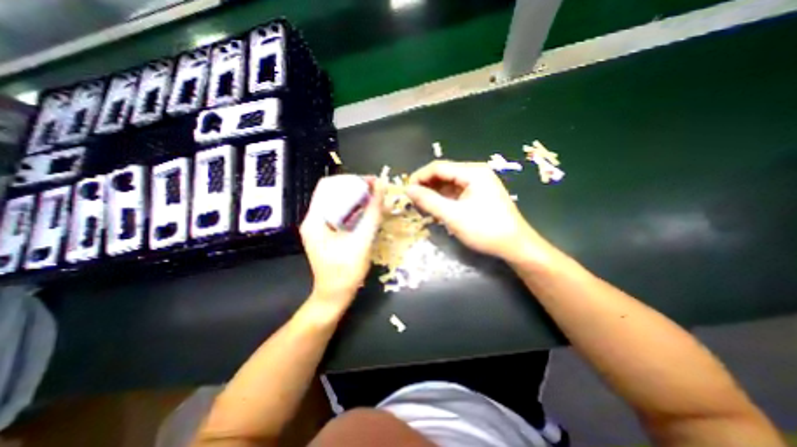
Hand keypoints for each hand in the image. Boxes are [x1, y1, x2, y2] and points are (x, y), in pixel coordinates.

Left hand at [299, 172, 386, 307]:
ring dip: (357, 199)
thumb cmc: (346, 272)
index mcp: (315, 219)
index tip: (371, 182)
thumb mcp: (362, 241)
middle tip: (377, 191)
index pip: (327, 186)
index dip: (350, 180)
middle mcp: (314, 219)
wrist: (334, 296)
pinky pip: (341, 214)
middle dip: (356, 188)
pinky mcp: (327, 233)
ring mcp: (320, 226)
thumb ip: (372, 214)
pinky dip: (356, 210)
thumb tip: (381, 188)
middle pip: (333, 192)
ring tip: (376, 200)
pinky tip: (369, 213)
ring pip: (338, 202)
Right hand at [407, 161, 544, 261]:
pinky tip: (437, 210)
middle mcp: (476, 173)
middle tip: (413, 201)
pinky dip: (444, 200)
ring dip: (434, 194)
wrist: (515, 245)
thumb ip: (429, 201)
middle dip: (427, 186)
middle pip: (444, 174)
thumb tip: (408, 190)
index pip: (439, 167)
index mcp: (472, 172)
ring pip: (449, 184)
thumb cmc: (485, 229)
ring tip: (422, 206)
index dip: (420, 177)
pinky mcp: (479, 195)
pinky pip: (456, 193)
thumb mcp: (453, 215)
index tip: (406, 191)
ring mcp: (478, 184)